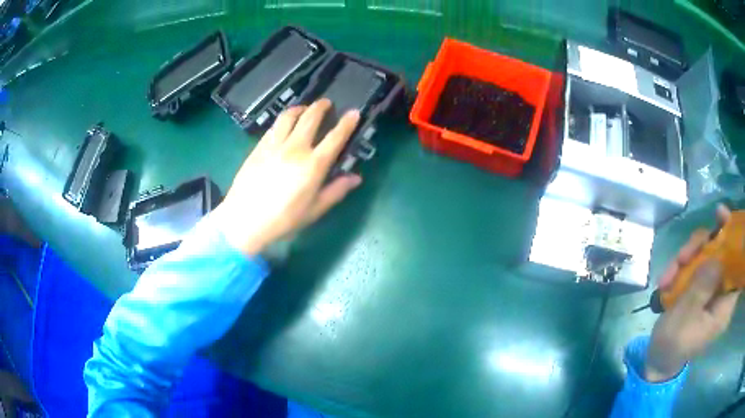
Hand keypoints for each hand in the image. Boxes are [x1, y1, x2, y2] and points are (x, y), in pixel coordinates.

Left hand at [212, 99, 361, 255]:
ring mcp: (275, 145)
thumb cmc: (283, 220)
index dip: (347, 123)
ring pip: (289, 116)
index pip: (335, 137)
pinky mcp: (259, 147)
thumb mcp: (314, 210)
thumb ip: (336, 191)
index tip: (354, 112)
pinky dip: (283, 120)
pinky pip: (273, 126)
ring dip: (300, 108)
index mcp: (313, 165)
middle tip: (326, 103)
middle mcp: (295, 148)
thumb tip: (355, 178)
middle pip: (310, 117)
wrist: (245, 220)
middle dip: (321, 106)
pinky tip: (284, 124)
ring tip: (304, 109)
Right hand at [645, 205, 740, 381]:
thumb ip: (701, 287)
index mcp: (724, 306)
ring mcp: (711, 290)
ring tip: (667, 275)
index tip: (720, 216)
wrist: (657, 359)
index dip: (733, 237)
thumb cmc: (672, 344)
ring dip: (687, 259)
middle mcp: (722, 294)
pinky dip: (682, 267)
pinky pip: (696, 266)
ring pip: (706, 256)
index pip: (736, 265)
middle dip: (700, 248)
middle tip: (681, 256)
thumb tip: (717, 256)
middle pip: (720, 254)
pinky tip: (667, 279)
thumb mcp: (684, 318)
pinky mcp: (701, 289)